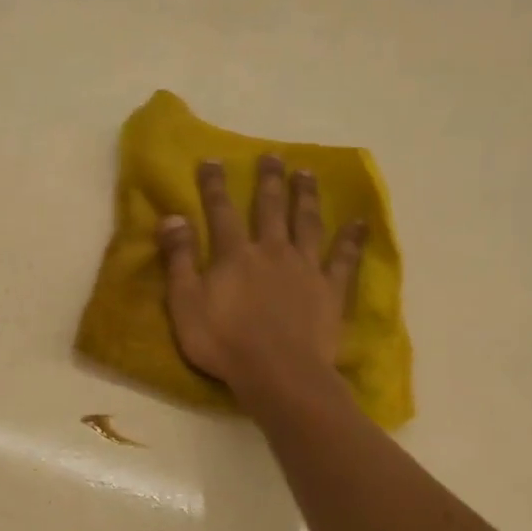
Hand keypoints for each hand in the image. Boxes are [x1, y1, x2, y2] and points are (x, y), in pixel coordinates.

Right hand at [157, 156, 364, 410]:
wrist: (278, 373)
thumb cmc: (223, 342)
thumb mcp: (185, 303)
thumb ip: (179, 259)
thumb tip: (172, 217)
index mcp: (234, 255)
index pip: (221, 211)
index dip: (214, 186)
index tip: (213, 160)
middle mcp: (272, 251)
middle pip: (270, 208)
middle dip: (269, 180)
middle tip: (273, 156)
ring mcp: (305, 268)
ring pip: (307, 223)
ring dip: (306, 197)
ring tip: (307, 173)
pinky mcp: (330, 290)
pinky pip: (343, 258)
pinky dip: (352, 239)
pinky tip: (359, 222)